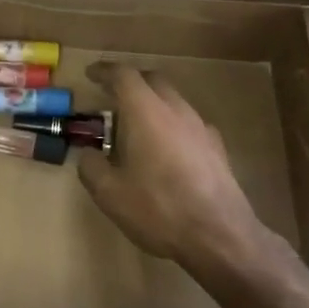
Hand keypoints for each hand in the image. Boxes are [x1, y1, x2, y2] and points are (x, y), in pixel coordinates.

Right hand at [76, 63, 276, 273]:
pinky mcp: (217, 148)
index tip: (91, 74)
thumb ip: (91, 167)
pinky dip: (171, 124)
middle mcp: (175, 110)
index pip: (123, 75)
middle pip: (152, 80)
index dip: (104, 71)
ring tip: (136, 126)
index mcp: (145, 111)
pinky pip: (188, 122)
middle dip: (131, 82)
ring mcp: (200, 127)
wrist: (220, 236)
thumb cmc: (158, 209)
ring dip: (152, 103)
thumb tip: (88, 154)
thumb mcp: (109, 193)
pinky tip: (166, 149)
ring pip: (173, 100)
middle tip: (112, 96)